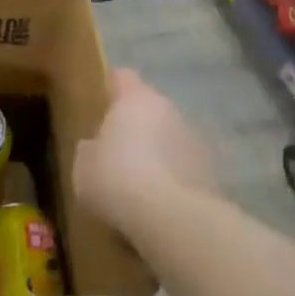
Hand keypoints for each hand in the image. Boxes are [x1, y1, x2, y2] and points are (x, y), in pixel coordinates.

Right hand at [74, 68, 216, 241]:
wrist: (173, 218)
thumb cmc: (118, 179)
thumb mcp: (83, 166)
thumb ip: (89, 150)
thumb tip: (95, 147)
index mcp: (135, 98)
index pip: (122, 77)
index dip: (111, 87)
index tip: (100, 104)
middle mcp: (169, 109)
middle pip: (149, 108)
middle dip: (136, 125)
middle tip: (117, 150)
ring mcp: (195, 139)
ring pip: (170, 137)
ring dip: (158, 151)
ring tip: (139, 182)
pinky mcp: (211, 170)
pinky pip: (184, 167)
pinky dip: (174, 178)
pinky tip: (160, 203)